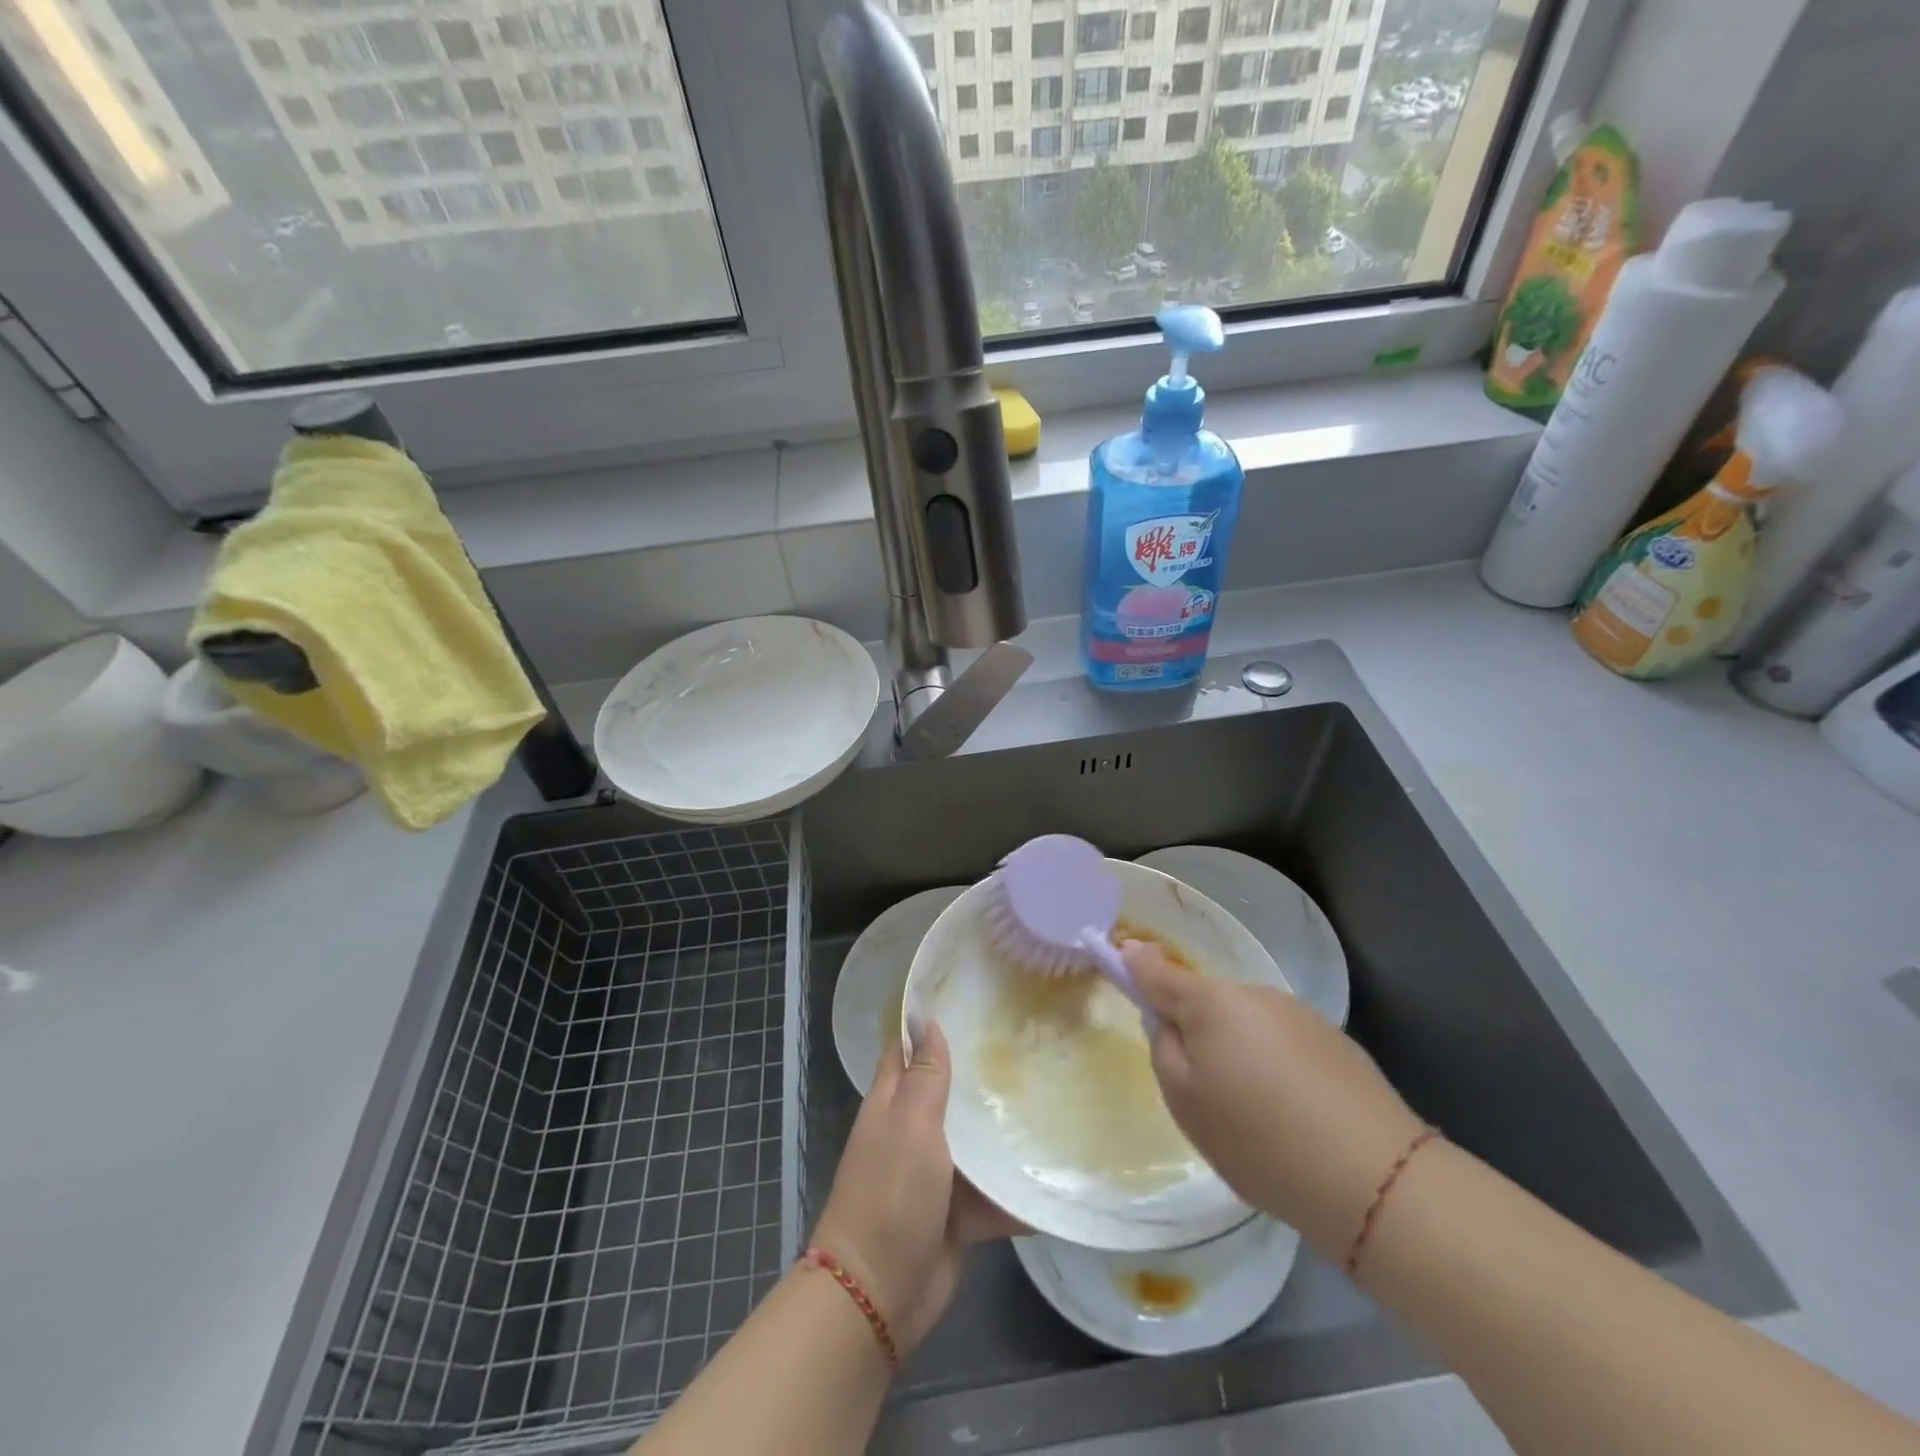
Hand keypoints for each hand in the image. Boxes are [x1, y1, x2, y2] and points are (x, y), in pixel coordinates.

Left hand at [811, 1019, 1024, 1355]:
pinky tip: (1055, 1169)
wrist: (880, 1293)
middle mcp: (913, 1132)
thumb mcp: (911, 1124)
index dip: (932, 1025)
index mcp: (893, 1104)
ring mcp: (936, 1174)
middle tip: (1029, 1045)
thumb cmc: (891, 1193)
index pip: (909, 1050)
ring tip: (1051, 1097)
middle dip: (981, 1074)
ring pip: (974, 1141)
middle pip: (949, 1093)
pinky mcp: (958, 1214)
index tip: (973, 1001)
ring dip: (1003, 1130)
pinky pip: (991, 1192)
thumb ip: (925, 1075)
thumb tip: (926, 1020)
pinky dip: (1015, 1187)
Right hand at [1125, 940, 1427, 1257]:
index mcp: (1211, 1002)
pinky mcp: (1334, 1041)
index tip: (1120, 953)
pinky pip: (1283, 1043)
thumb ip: (1164, 1048)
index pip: (1158, 971)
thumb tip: (1167, 1019)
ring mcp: (1299, 1014)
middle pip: (1207, 1001)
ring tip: (1255, 1112)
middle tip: (1201, 1087)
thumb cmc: (1257, 1137)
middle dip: (1195, 1026)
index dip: (1135, 963)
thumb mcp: (1185, 1100)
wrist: (1372, 1177)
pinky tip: (1292, 1113)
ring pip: (1247, 1023)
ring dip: (1238, 1049)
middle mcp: (1254, 994)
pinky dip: (1275, 1066)